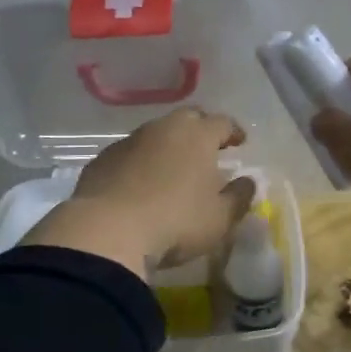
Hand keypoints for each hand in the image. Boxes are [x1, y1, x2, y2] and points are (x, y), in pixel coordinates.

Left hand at [22, 108, 255, 276]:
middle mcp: (163, 129)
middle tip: (207, 150)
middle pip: (188, 119)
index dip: (233, 131)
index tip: (239, 142)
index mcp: (197, 136)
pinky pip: (130, 153)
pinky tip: (140, 184)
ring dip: (168, 146)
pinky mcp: (102, 159)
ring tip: (173, 169)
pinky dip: (141, 162)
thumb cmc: (175, 222)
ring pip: (156, 134)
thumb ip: (239, 197)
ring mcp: (129, 141)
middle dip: (200, 130)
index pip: (222, 122)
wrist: (107, 232)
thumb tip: (247, 182)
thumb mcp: (220, 218)